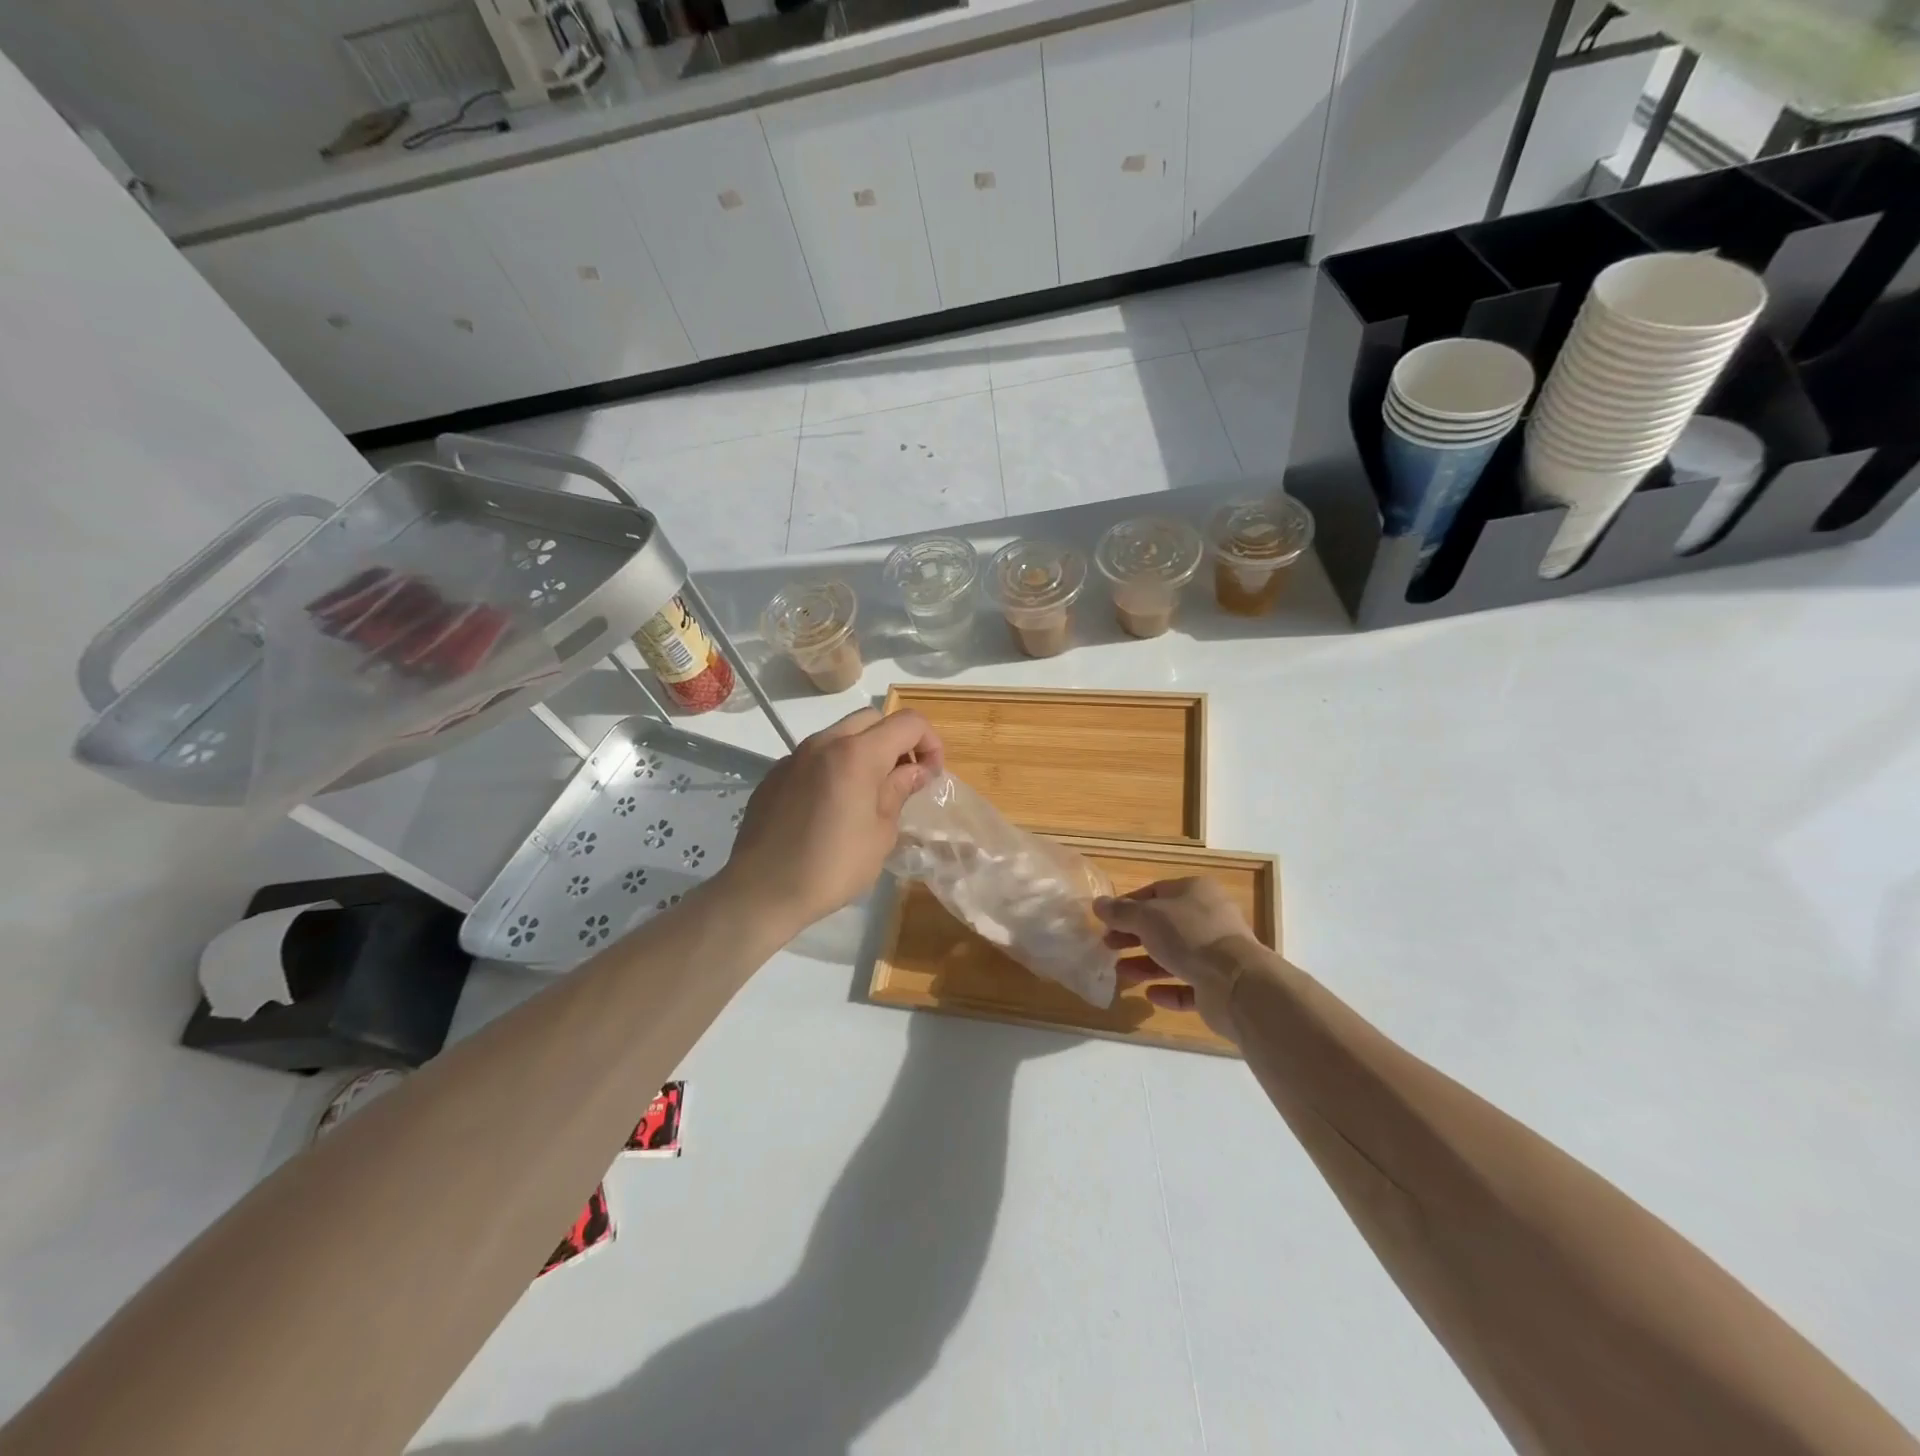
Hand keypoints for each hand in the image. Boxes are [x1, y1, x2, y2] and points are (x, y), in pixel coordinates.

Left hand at [722, 707, 943, 931]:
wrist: (762, 891)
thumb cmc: (832, 867)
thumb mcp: (881, 833)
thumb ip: (899, 791)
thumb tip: (915, 771)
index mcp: (857, 754)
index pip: (908, 723)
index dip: (930, 743)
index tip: (930, 775)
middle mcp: (824, 743)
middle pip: (873, 719)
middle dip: (897, 741)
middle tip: (904, 779)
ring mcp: (795, 756)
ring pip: (841, 734)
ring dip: (864, 752)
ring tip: (869, 794)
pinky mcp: (775, 774)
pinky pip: (815, 756)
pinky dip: (835, 767)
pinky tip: (832, 807)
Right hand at [1094, 878, 1268, 1040]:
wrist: (1235, 983)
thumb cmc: (1189, 936)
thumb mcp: (1147, 918)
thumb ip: (1120, 912)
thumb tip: (1098, 903)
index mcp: (1196, 892)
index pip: (1155, 892)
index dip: (1128, 905)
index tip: (1106, 921)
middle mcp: (1210, 918)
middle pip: (1164, 925)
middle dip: (1134, 936)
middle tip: (1108, 946)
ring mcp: (1217, 953)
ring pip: (1176, 956)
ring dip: (1147, 964)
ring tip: (1122, 973)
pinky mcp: (1220, 984)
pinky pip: (1190, 985)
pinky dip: (1169, 989)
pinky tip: (1150, 996)